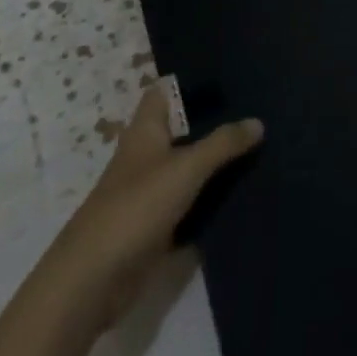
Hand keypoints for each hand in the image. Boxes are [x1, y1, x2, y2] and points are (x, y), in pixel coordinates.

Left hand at [41, 87, 262, 329]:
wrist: (94, 281)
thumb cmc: (136, 208)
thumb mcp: (186, 168)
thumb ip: (223, 143)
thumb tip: (258, 122)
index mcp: (145, 131)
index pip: (164, 92)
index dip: (190, 81)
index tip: (227, 74)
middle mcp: (146, 156)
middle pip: (183, 130)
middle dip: (215, 122)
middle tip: (259, 110)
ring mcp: (150, 193)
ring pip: (190, 167)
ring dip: (217, 162)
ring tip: (262, 147)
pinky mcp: (156, 226)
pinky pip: (191, 203)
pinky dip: (212, 199)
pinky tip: (245, 193)